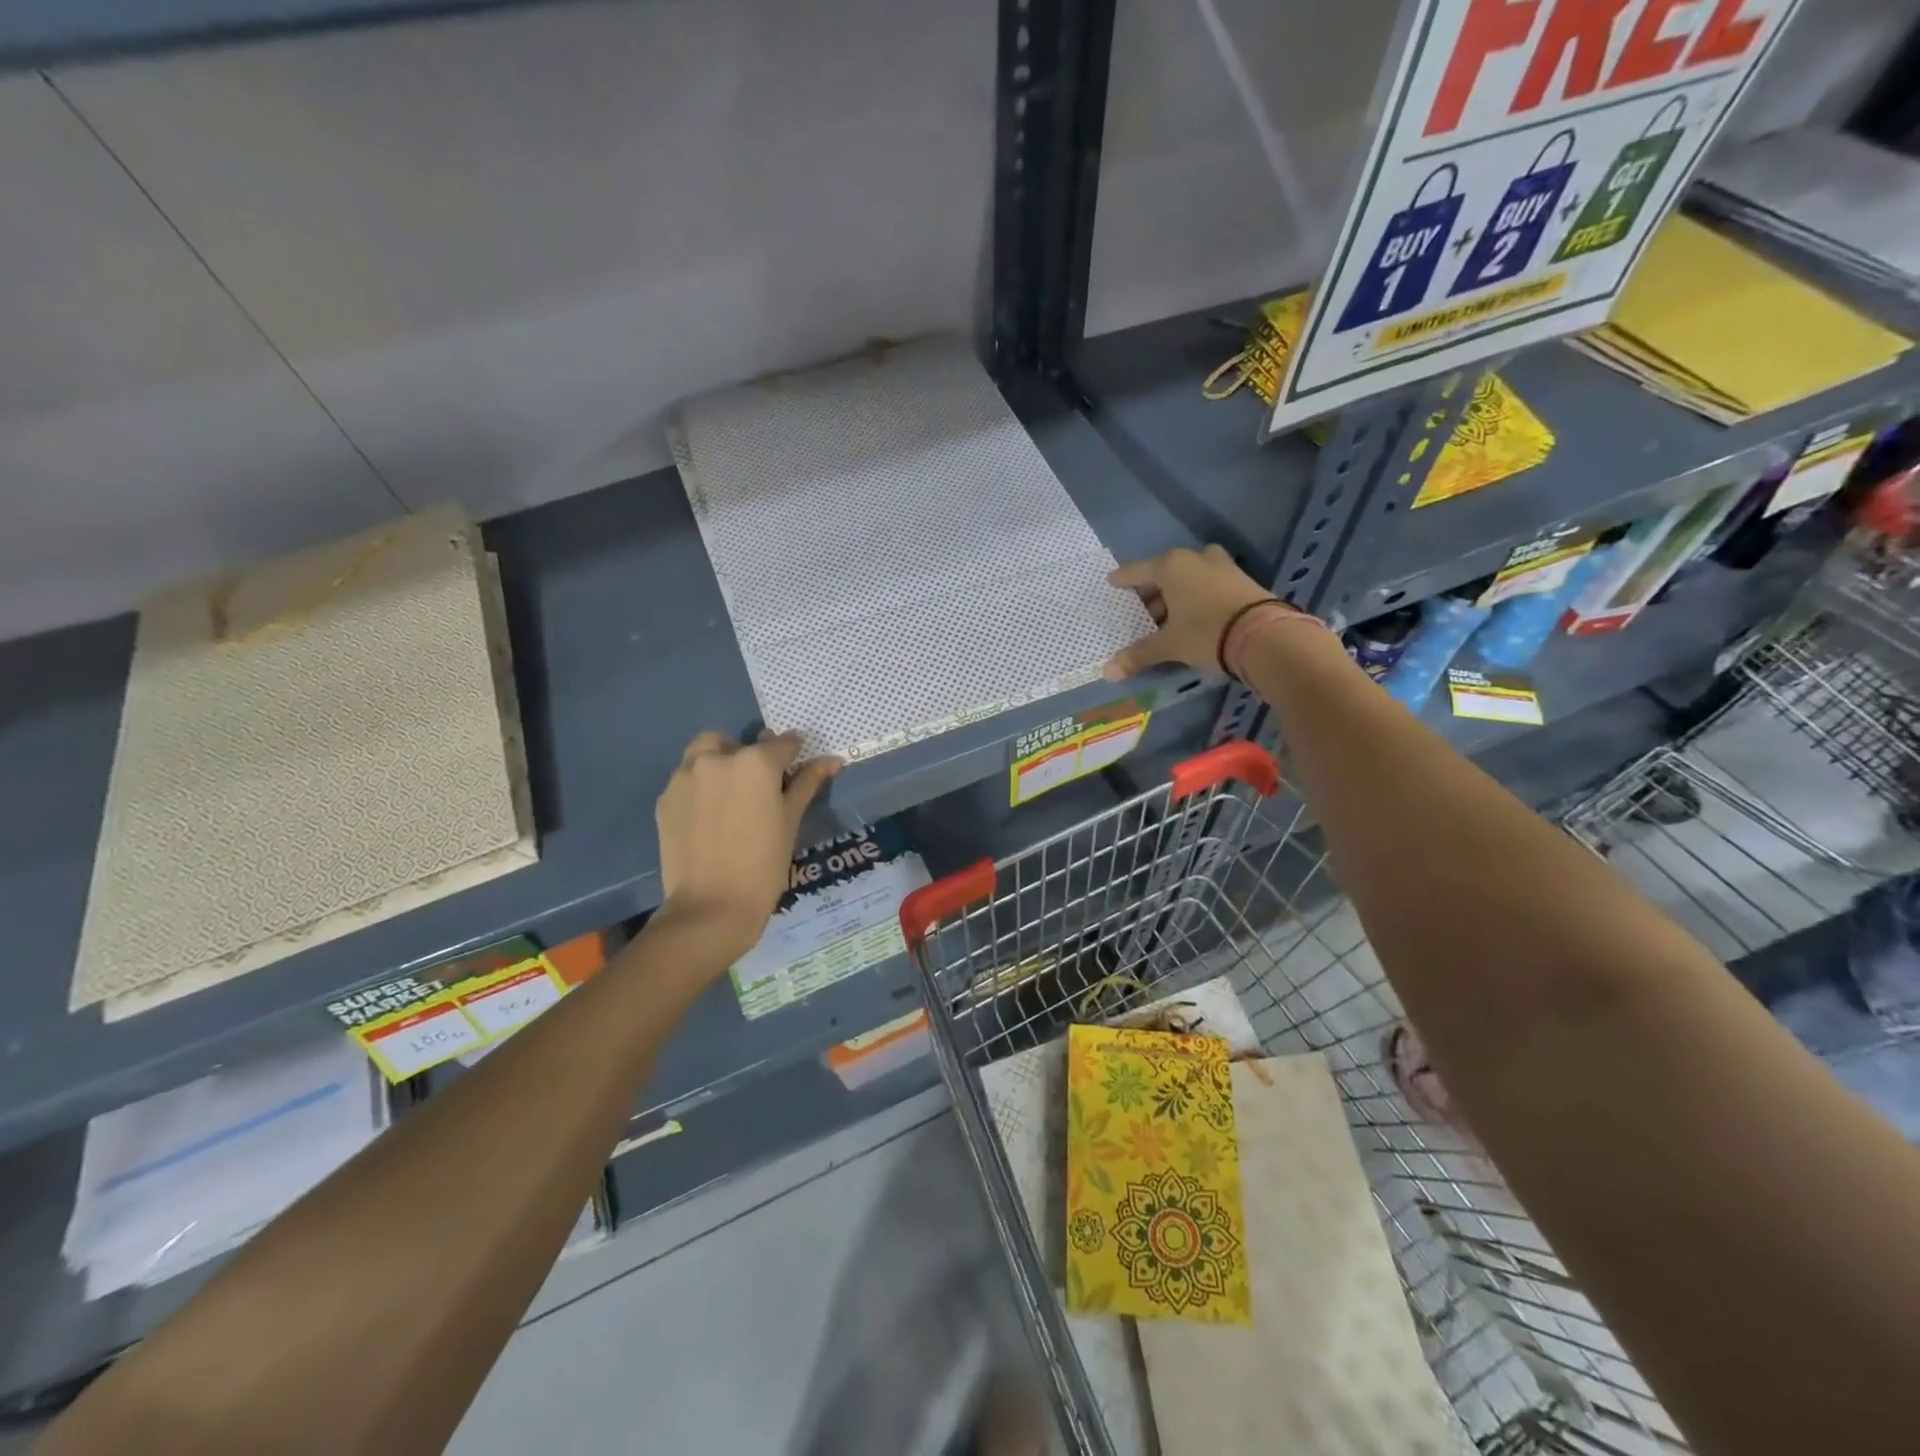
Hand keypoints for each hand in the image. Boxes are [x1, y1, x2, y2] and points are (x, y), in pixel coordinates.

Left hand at [655, 730, 842, 964]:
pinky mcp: (665, 799)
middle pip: (736, 742)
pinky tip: (709, 819)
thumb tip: (832, 759)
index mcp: (755, 762)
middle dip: (748, 756)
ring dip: (719, 765)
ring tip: (730, 800)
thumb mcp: (791, 821)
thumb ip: (807, 783)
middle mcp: (717, 759)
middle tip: (758, 788)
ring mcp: (685, 777)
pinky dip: (699, 788)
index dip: (793, 754)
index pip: (782, 743)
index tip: (797, 768)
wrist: (710, 907)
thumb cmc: (763, 865)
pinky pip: (686, 780)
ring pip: (704, 755)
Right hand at [1103, 545, 1273, 677]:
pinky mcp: (1242, 579)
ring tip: (1169, 618)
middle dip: (1153, 592)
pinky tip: (1195, 616)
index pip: (1137, 571)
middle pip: (1165, 572)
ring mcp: (1222, 566)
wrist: (1264, 635)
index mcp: (1170, 566)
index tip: (1112, 582)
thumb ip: (1138, 655)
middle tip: (1143, 613)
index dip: (1123, 580)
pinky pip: (1209, 583)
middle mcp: (1195, 559)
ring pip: (1190, 577)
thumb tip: (1107, 672)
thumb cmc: (1205, 632)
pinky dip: (1198, 595)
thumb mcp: (1169, 645)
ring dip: (1177, 594)